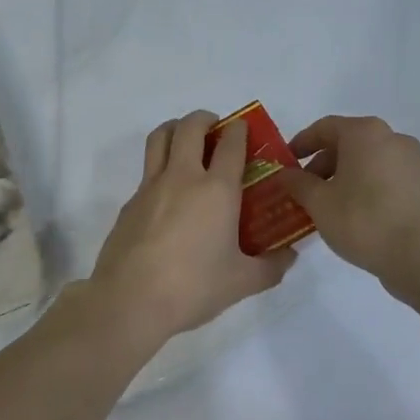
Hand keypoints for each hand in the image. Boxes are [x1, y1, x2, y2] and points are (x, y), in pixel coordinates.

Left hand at [88, 110, 297, 345]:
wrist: (129, 300)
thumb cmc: (193, 287)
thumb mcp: (242, 282)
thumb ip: (271, 267)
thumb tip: (290, 256)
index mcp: (216, 190)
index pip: (231, 144)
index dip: (240, 130)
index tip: (244, 129)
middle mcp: (182, 177)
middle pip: (189, 127)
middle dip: (205, 119)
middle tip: (216, 129)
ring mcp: (150, 187)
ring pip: (159, 138)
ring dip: (175, 129)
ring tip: (186, 140)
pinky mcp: (129, 203)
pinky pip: (146, 171)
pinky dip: (159, 167)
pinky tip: (168, 195)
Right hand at [278, 115, 419, 293]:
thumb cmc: (362, 219)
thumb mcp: (318, 202)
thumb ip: (297, 183)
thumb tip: (285, 174)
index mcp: (365, 132)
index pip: (324, 128)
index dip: (300, 143)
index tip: (285, 163)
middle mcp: (391, 138)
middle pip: (346, 142)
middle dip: (320, 164)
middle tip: (302, 188)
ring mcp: (410, 161)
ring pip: (365, 160)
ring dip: (341, 176)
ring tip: (323, 204)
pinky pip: (382, 175)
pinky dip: (362, 185)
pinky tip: (349, 211)